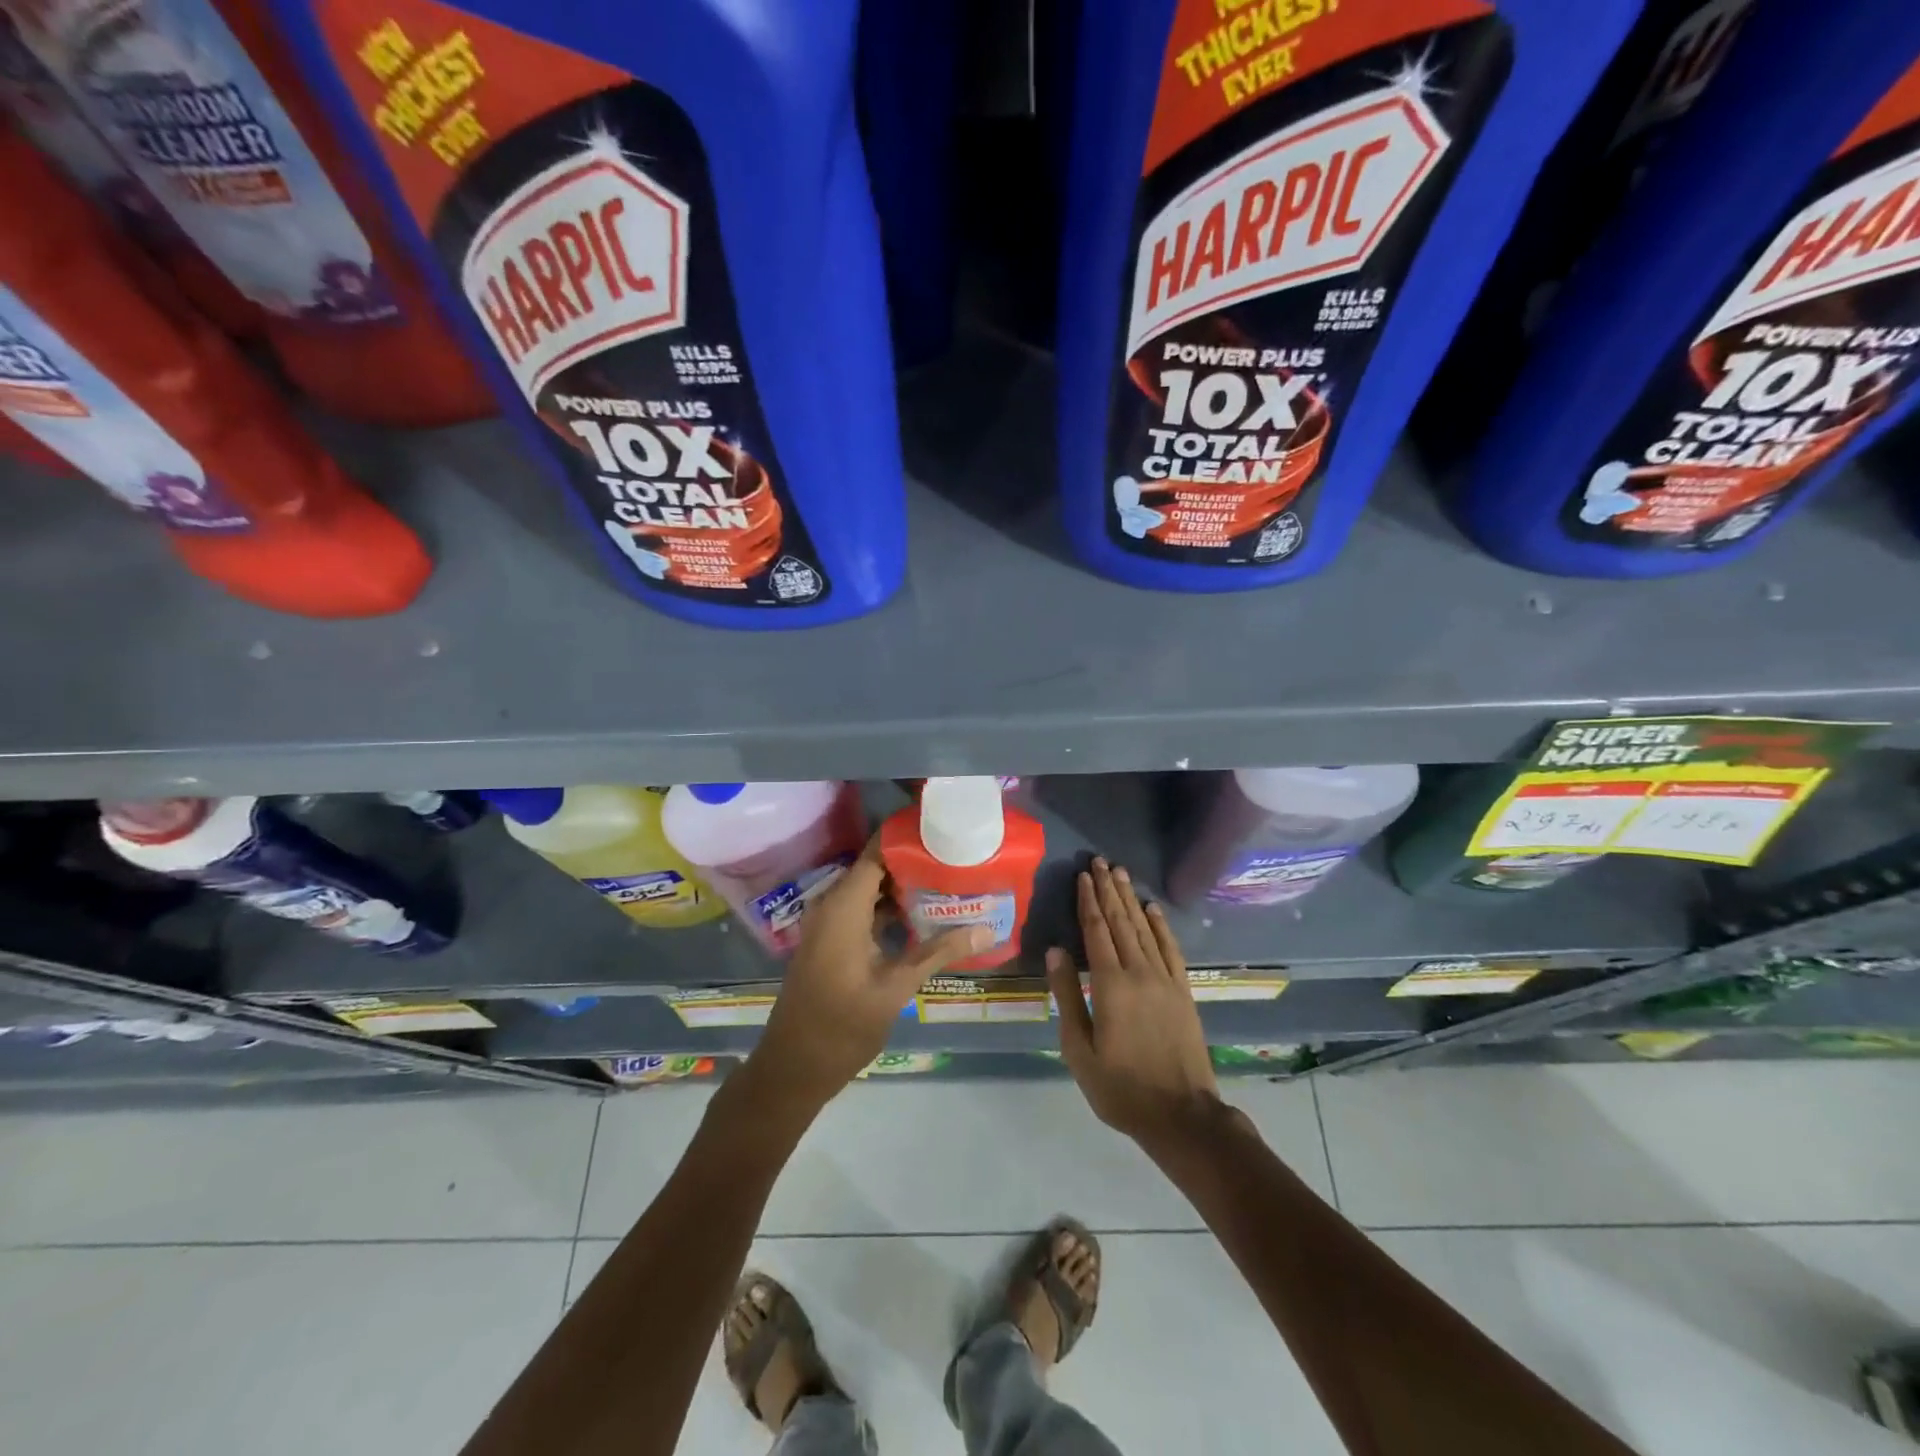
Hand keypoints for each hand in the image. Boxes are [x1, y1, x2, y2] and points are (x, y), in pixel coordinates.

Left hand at [751, 837, 987, 1107]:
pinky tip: (923, 918)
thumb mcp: (896, 987)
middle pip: (876, 869)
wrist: (793, 1067)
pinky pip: (862, 912)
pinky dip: (889, 910)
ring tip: (949, 883)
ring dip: (904, 889)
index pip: (876, 853)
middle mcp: (832, 906)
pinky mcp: (831, 943)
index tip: (944, 830)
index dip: (907, 839)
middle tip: (957, 859)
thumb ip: (939, 952)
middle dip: (914, 863)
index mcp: (843, 907)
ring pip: (870, 892)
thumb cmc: (842, 1025)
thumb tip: (986, 929)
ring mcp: (829, 925)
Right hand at [1047, 858, 1221, 1149]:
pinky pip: (1171, 949)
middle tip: (1100, 861)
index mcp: (1110, 985)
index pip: (1096, 931)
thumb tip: (1055, 951)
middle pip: (1121, 922)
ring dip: (1131, 899)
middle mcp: (1139, 972)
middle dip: (1108, 890)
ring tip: (1120, 873)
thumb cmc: (1120, 1087)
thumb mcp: (1079, 1049)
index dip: (1088, 901)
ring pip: (1145, 929)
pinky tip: (1152, 909)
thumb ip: (1067, 996)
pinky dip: (1161, 926)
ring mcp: (1165, 980)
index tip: (1082, 876)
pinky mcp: (1183, 991)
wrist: (1181, 1115)